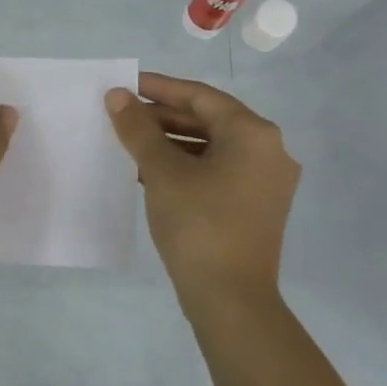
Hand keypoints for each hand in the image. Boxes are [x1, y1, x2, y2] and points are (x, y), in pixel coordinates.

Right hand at [106, 73, 299, 303]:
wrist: (230, 300)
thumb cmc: (198, 225)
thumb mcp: (163, 172)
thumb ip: (138, 129)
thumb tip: (117, 96)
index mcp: (254, 133)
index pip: (201, 96)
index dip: (160, 88)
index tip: (126, 85)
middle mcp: (269, 151)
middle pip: (210, 120)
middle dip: (164, 117)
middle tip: (124, 116)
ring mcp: (266, 181)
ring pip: (213, 147)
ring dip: (172, 142)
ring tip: (132, 143)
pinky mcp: (257, 207)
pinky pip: (219, 171)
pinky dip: (187, 166)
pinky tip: (152, 173)